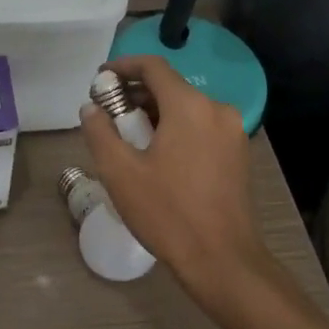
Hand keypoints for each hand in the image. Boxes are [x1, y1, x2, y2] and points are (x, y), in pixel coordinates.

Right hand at [79, 56, 272, 302]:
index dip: (123, 66)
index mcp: (189, 106)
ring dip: (156, 113)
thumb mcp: (120, 173)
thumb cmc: (168, 213)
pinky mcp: (238, 154)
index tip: (100, 78)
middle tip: (108, 112)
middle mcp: (216, 109)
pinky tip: (157, 154)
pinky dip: (176, 128)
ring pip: (186, 107)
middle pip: (170, 86)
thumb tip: (91, 108)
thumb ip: (100, 133)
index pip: (153, 67)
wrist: (224, 262)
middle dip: (136, 93)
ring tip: (128, 136)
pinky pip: (201, 126)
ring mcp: (232, 132)